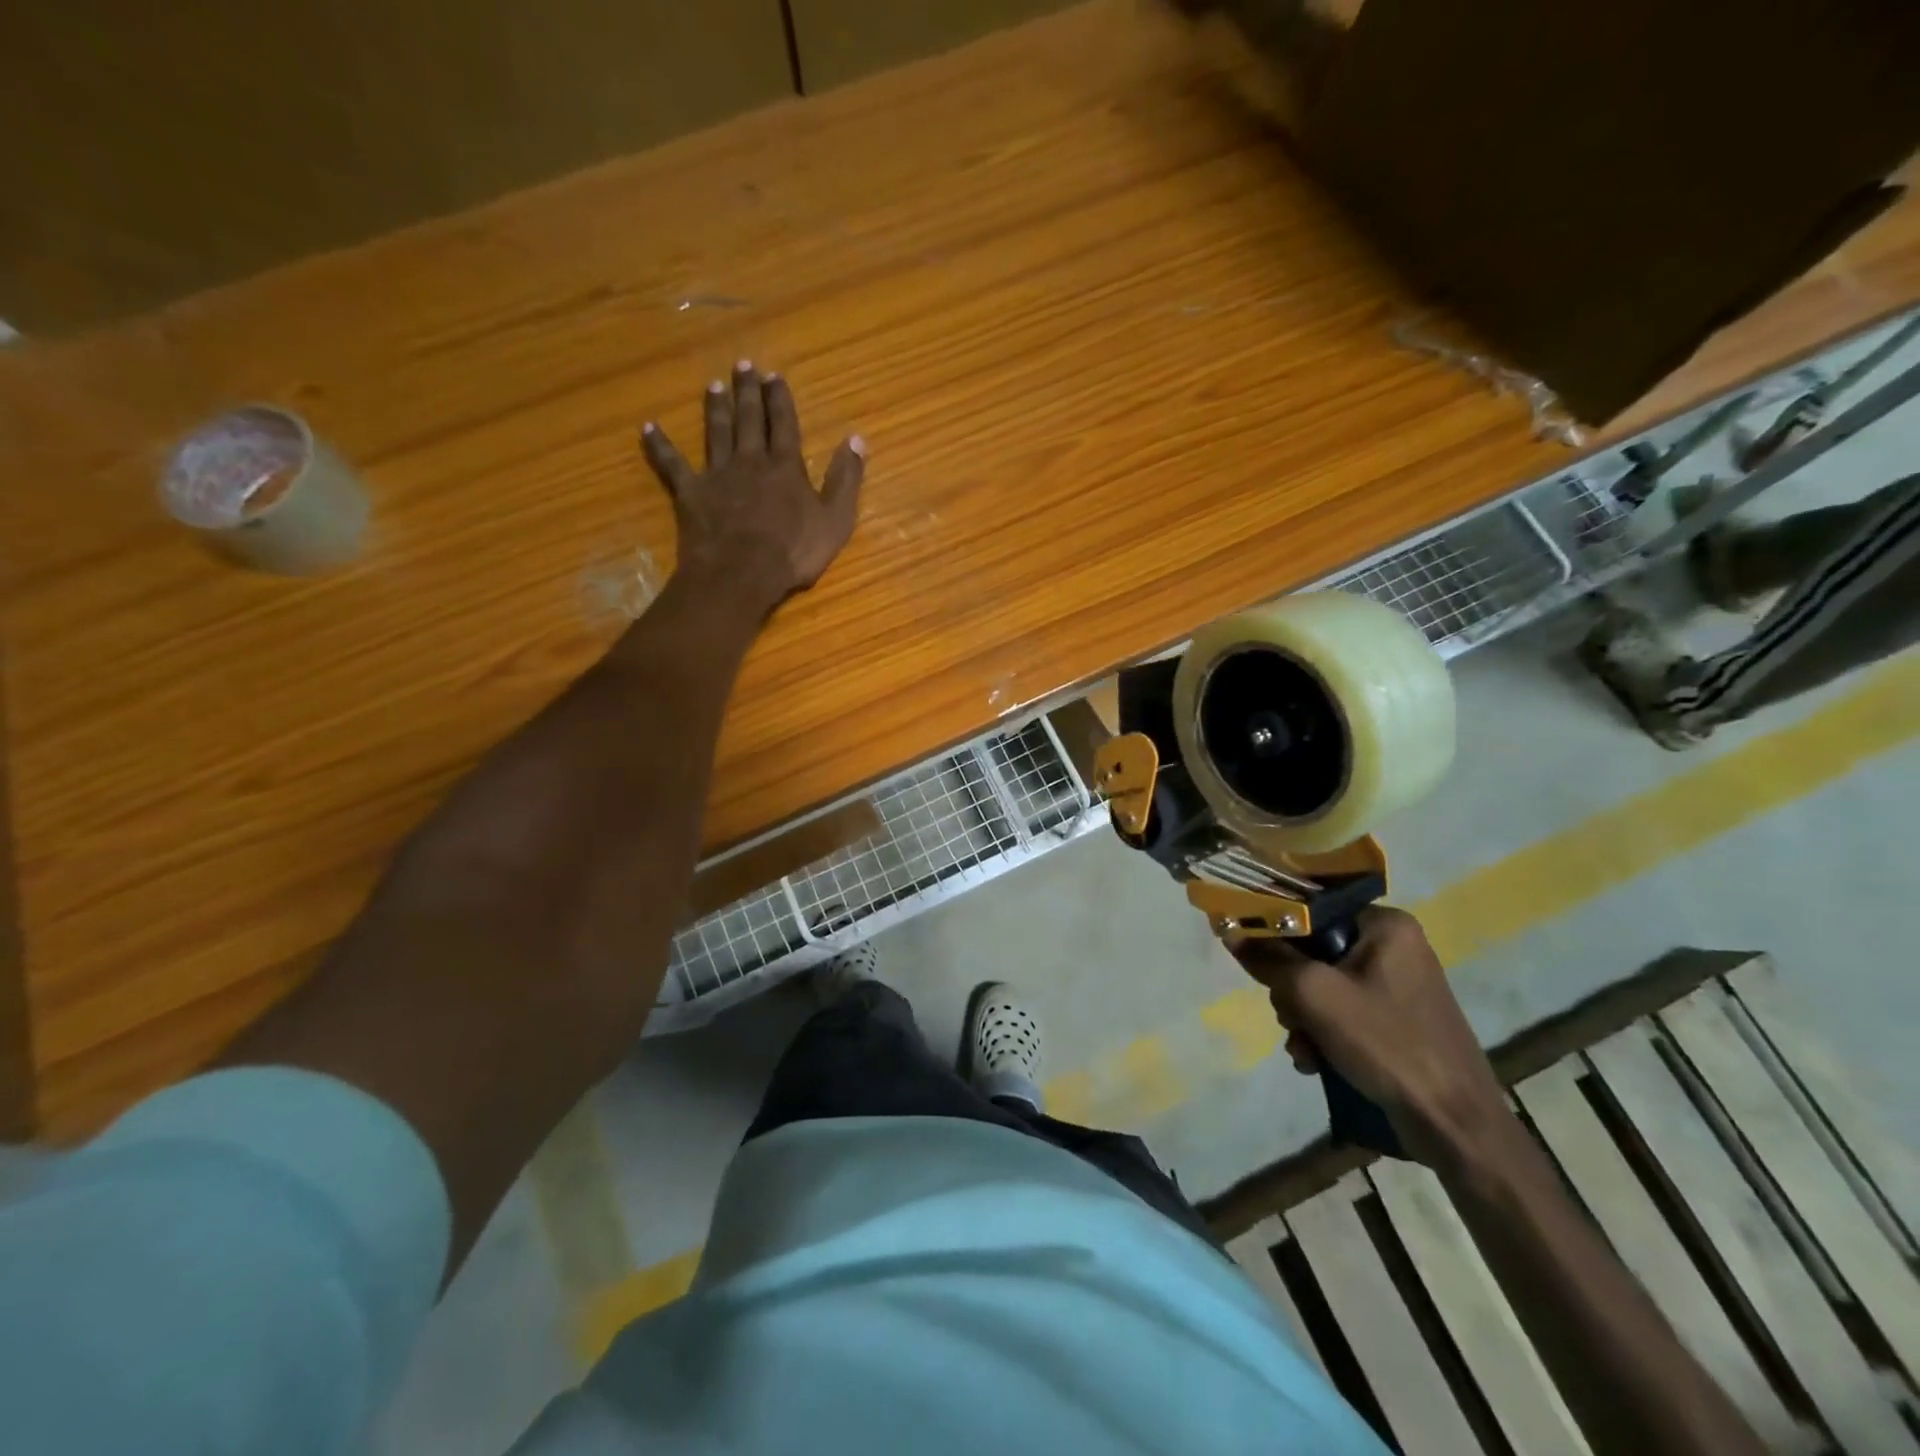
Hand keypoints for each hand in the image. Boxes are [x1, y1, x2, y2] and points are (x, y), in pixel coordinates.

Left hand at [641, 362, 865, 609]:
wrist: (742, 573)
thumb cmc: (794, 552)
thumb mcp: (835, 519)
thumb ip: (845, 479)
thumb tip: (857, 439)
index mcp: (785, 467)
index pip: (783, 424)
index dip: (779, 399)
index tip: (774, 375)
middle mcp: (750, 461)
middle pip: (748, 420)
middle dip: (747, 392)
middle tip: (742, 365)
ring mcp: (717, 475)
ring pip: (716, 433)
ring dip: (715, 408)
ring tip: (713, 386)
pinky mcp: (690, 493)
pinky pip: (672, 464)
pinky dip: (659, 446)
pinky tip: (648, 428)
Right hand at [1234, 908, 1507, 1160]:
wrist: (1455, 1124)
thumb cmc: (1386, 1043)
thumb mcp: (1314, 994)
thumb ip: (1268, 958)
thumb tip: (1229, 930)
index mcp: (1385, 924)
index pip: (1311, 911)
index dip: (1276, 933)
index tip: (1254, 960)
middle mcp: (1393, 945)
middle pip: (1313, 951)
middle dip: (1292, 990)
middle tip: (1291, 1018)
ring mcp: (1397, 985)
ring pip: (1322, 985)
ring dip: (1302, 1018)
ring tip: (1305, 1049)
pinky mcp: (1396, 1019)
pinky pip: (1342, 1011)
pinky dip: (1323, 1034)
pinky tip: (1316, 1061)